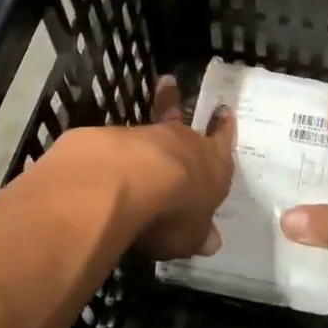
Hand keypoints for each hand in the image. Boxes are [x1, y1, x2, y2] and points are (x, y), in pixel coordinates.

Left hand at [73, 76, 234, 261]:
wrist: (125, 183)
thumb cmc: (173, 213)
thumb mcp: (190, 236)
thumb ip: (197, 234)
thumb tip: (211, 242)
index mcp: (212, 165)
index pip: (222, 142)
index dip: (223, 129)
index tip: (224, 111)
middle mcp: (183, 143)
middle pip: (182, 124)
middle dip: (176, 107)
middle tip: (170, 85)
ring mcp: (146, 136)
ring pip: (149, 130)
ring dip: (145, 130)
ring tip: (137, 125)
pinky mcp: (110, 139)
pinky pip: (116, 144)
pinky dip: (113, 150)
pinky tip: (103, 159)